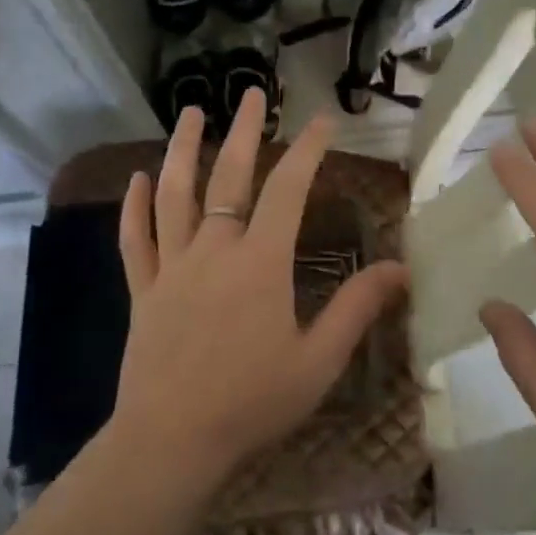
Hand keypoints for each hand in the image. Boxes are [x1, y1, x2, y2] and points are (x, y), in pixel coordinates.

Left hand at [111, 88, 408, 491]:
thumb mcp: (318, 360)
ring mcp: (172, 267)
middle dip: (246, 131)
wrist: (172, 440)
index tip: (324, 121)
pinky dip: (134, 207)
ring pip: (174, 195)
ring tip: (191, 113)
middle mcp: (214, 250)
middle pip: (229, 177)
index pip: (289, 190)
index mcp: (260, 263)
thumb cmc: (251, 401)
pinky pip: (135, 240)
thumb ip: (357, 308)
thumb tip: (401, 269)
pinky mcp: (143, 290)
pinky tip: (137, 180)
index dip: (309, 150)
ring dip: (183, 150)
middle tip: (253, 94)